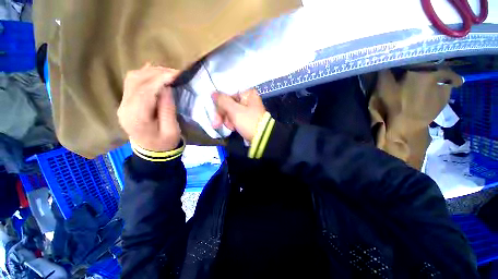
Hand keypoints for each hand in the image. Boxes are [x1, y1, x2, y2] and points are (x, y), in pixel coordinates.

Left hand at [118, 64, 180, 151]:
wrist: (151, 151)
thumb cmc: (164, 144)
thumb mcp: (172, 130)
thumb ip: (168, 109)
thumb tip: (167, 88)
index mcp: (137, 117)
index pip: (146, 91)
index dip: (161, 80)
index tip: (176, 74)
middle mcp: (125, 107)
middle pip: (137, 81)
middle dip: (157, 73)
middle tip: (175, 72)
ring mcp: (123, 104)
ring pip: (133, 78)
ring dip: (151, 72)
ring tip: (168, 72)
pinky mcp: (126, 102)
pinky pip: (132, 83)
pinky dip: (144, 75)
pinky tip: (154, 72)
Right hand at [212, 89, 266, 141]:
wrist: (261, 138)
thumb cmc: (248, 122)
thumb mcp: (234, 110)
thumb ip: (222, 101)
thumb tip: (213, 93)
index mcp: (247, 94)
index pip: (228, 94)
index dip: (220, 103)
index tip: (215, 112)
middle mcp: (247, 100)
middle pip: (228, 103)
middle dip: (223, 115)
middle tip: (216, 124)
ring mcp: (247, 110)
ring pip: (230, 112)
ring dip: (227, 121)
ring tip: (232, 128)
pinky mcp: (246, 119)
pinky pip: (235, 118)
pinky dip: (232, 123)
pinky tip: (234, 129)